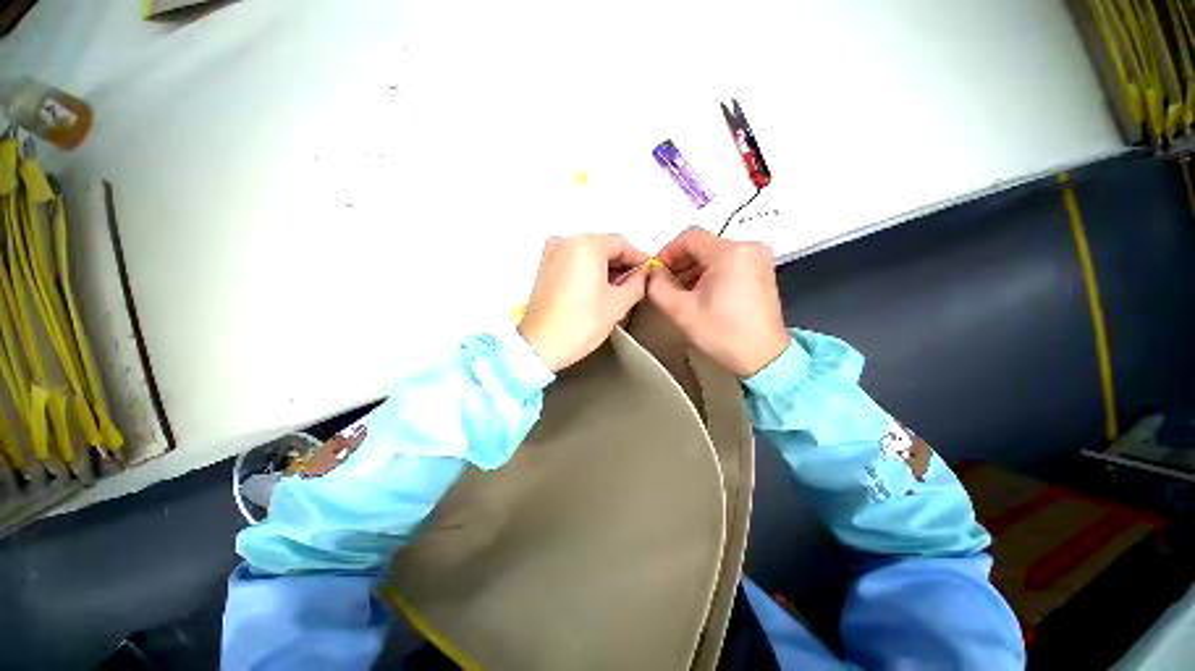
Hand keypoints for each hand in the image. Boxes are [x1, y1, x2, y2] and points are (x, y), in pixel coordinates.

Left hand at [519, 234, 648, 371]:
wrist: (543, 344)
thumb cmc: (574, 326)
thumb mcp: (618, 304)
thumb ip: (637, 284)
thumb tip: (641, 277)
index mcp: (585, 246)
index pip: (620, 243)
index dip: (638, 257)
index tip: (646, 268)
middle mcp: (565, 244)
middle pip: (603, 245)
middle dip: (621, 262)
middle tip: (635, 279)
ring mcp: (552, 255)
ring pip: (588, 253)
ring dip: (605, 266)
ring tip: (618, 287)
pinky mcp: (545, 268)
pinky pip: (573, 260)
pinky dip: (588, 269)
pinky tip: (598, 288)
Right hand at [647, 228, 790, 376]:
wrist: (763, 357)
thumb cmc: (723, 334)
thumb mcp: (681, 311)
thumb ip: (657, 286)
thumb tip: (652, 274)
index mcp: (731, 252)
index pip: (689, 238)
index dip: (666, 253)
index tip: (655, 272)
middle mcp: (749, 247)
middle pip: (702, 245)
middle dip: (679, 263)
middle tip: (664, 284)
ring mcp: (758, 258)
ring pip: (713, 254)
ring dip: (692, 269)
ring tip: (679, 291)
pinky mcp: (760, 270)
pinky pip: (726, 262)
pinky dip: (708, 273)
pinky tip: (698, 292)